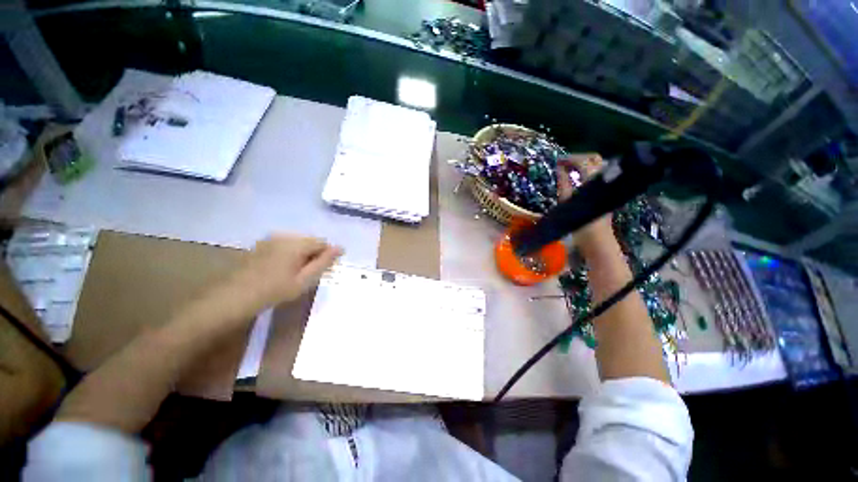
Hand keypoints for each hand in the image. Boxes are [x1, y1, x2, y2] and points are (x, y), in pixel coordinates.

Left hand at [227, 234, 342, 311]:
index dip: (326, 256)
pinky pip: (285, 244)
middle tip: (309, 274)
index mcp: (297, 243)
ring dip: (302, 254)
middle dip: (314, 254)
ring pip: (298, 242)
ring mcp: (271, 238)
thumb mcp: (304, 280)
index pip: (322, 242)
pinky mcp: (261, 243)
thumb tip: (341, 248)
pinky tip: (282, 268)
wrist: (235, 297)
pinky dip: (290, 253)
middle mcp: (285, 235)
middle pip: (310, 241)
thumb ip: (324, 262)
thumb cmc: (274, 290)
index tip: (323, 271)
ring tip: (296, 272)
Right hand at [556, 154, 614, 250]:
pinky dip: (588, 171)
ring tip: (568, 169)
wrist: (597, 242)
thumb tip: (559, 169)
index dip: (569, 158)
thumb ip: (564, 184)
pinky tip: (578, 177)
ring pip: (598, 165)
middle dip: (578, 158)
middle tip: (562, 163)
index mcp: (594, 183)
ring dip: (583, 163)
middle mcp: (605, 180)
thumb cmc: (580, 225)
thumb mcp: (567, 204)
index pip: (583, 161)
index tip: (556, 161)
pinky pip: (599, 174)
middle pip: (594, 159)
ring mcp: (608, 186)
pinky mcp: (607, 192)